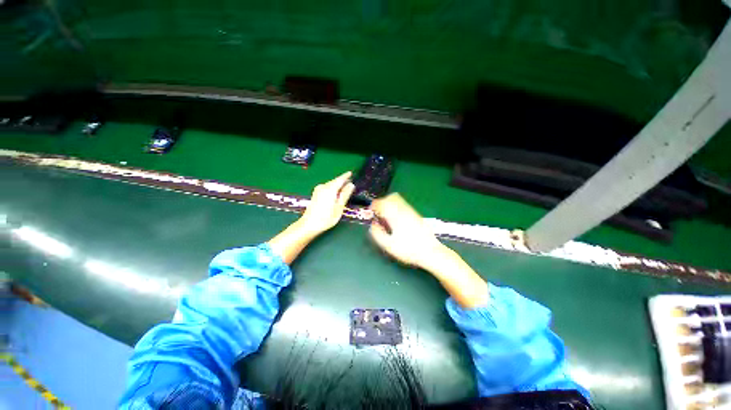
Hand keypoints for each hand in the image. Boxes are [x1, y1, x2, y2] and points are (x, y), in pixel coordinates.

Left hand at [299, 171, 355, 234]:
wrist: (309, 224)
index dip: (346, 176)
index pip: (340, 179)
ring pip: (331, 185)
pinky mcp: (316, 194)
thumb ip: (345, 195)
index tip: (351, 173)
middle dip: (342, 182)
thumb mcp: (339, 207)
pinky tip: (336, 195)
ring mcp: (318, 190)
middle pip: (335, 181)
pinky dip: (333, 189)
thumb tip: (351, 185)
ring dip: (338, 186)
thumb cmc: (326, 218)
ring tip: (345, 190)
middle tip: (351, 184)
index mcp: (330, 189)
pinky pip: (327, 188)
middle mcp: (323, 187)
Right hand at [368, 193, 444, 268]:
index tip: (370, 212)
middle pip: (390, 197)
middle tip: (378, 213)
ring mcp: (411, 211)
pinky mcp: (416, 214)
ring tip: (386, 215)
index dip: (374, 205)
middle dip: (382, 202)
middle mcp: (404, 210)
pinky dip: (396, 207)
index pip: (382, 203)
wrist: (431, 252)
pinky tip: (396, 218)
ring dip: (389, 203)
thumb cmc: (409, 250)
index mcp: (396, 216)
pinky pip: (403, 204)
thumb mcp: (389, 245)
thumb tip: (373, 225)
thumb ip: (377, 234)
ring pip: (398, 199)